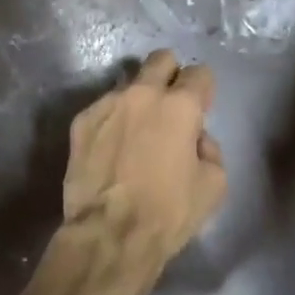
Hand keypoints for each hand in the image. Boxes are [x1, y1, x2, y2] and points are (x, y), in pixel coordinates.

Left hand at [63, 51, 226, 261]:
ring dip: (138, 101)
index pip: (200, 73)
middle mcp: (142, 94)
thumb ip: (210, 149)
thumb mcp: (214, 185)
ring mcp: (106, 105)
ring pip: (129, 85)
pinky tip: (112, 150)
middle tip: (170, 106)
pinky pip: (103, 110)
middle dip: (170, 75)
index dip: (204, 91)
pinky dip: (113, 122)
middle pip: (161, 60)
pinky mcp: (80, 122)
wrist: (109, 234)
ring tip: (136, 134)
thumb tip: (195, 139)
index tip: (201, 110)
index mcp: (180, 106)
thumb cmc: (168, 212)